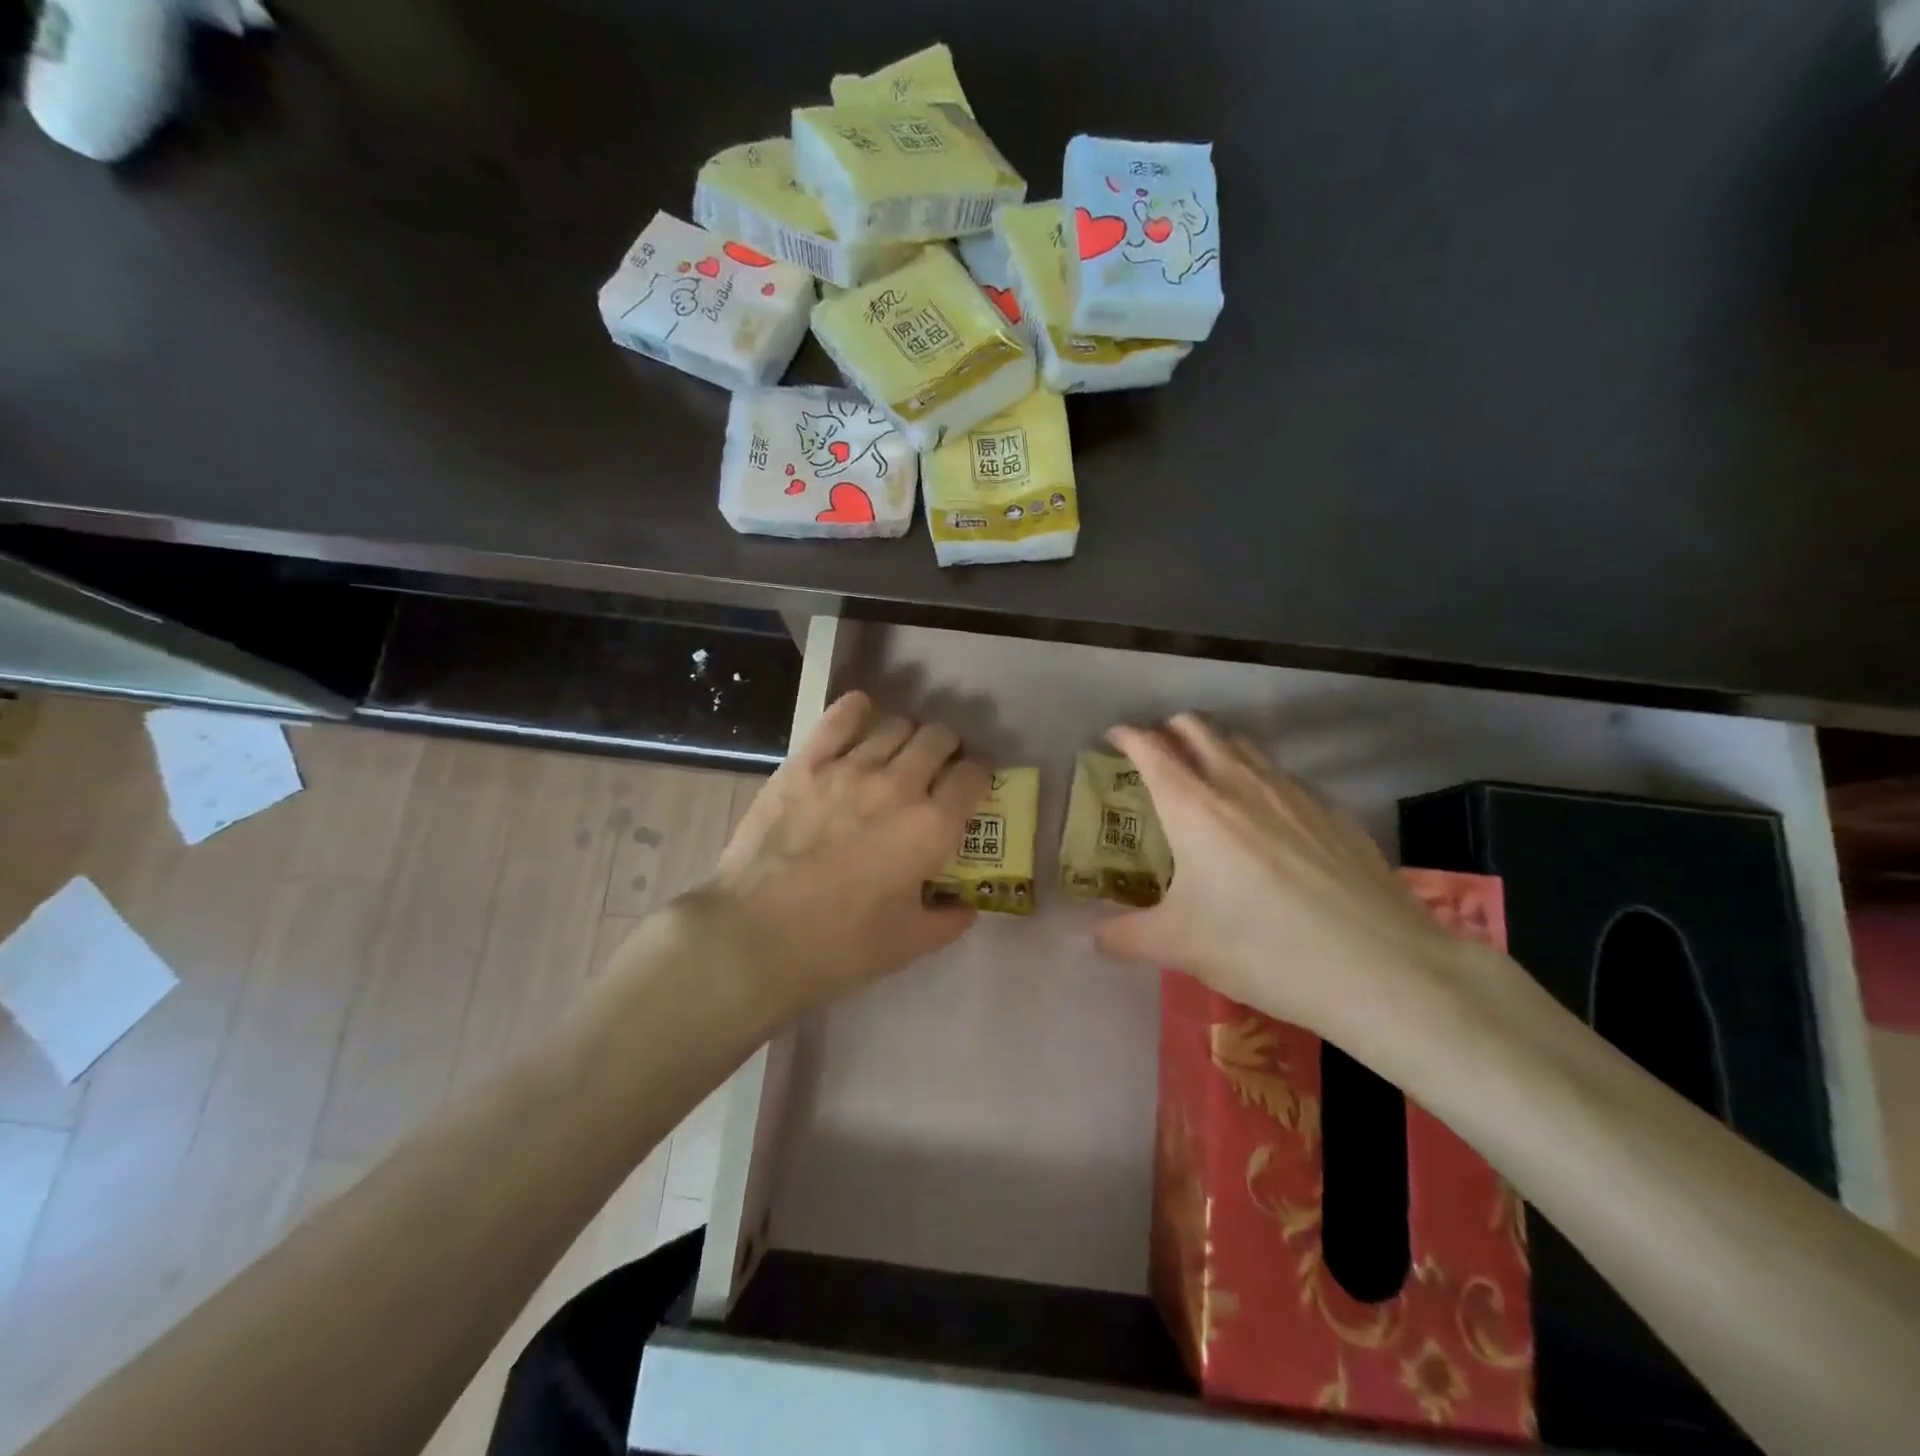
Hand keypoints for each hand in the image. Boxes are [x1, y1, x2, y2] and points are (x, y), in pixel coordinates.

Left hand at [698, 691, 989, 1017]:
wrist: (755, 935)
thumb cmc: (839, 946)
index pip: (974, 777)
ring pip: (896, 724)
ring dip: (907, 734)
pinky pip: (841, 717)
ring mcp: (850, 768)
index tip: (970, 787)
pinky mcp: (806, 763)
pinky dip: (858, 709)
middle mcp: (899, 785)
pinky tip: (861, 714)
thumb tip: (965, 907)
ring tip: (897, 752)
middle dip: (947, 749)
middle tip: (937, 768)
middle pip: (938, 738)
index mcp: (932, 827)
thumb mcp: (908, 945)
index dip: (979, 777)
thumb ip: (948, 921)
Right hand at [1096, 714, 1513, 1057]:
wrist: (1381, 967)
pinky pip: (1284, 776)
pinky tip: (1268, 816)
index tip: (1113, 737)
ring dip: (1216, 745)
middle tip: (1157, 751)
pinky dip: (1259, 777)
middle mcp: (1240, 783)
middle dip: (1171, 728)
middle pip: (1199, 728)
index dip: (1127, 735)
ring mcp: (1294, 792)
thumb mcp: (1180, 946)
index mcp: (1193, 805)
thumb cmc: (1262, 947)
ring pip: (1245, 745)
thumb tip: (1094, 938)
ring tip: (1207, 772)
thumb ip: (1125, 937)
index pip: (1151, 748)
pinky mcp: (1333, 811)